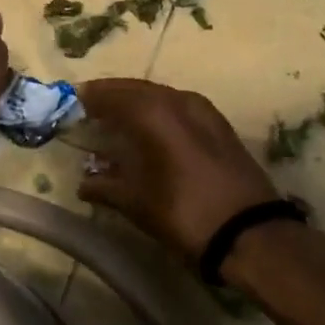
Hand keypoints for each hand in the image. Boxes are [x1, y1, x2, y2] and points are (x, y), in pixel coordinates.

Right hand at [77, 79, 278, 262]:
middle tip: (90, 104)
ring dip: (137, 101)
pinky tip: (152, 127)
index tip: (72, 100)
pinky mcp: (220, 126)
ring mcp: (204, 111)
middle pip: (137, 89)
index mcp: (154, 113)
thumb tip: (83, 183)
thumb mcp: (137, 203)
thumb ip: (106, 187)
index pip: (113, 94)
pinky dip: (159, 110)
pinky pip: (179, 106)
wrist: (252, 235)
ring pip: (161, 95)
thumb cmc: (186, 214)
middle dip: (112, 95)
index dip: (91, 97)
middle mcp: (179, 101)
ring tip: (117, 115)